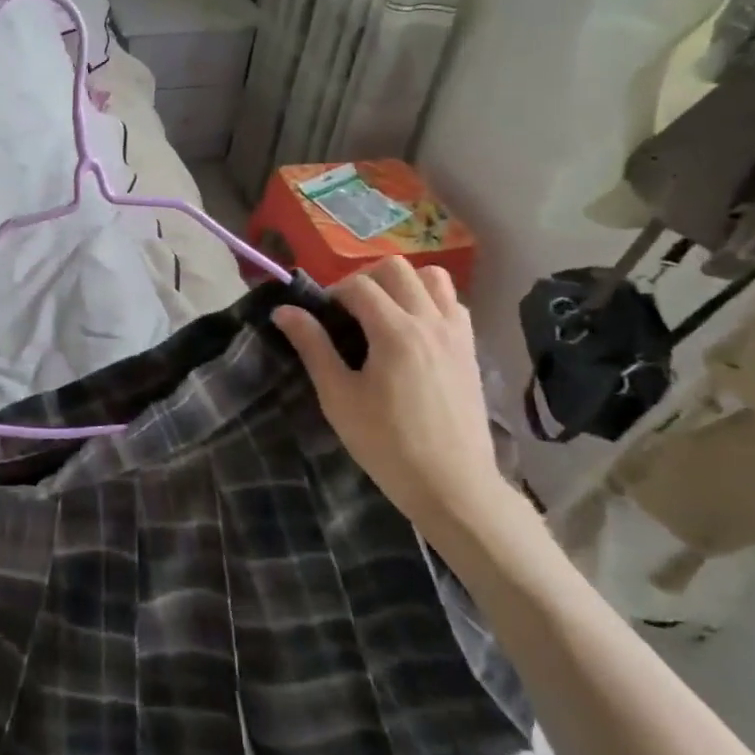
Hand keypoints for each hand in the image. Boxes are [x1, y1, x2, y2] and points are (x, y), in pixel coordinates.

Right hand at [273, 258, 515, 542]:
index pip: (359, 285)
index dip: (333, 293)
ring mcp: (457, 334)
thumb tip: (284, 310)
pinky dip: (431, 303)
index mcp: (395, 331)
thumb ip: (312, 346)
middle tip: (350, 312)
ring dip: (404, 285)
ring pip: (433, 278)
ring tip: (385, 315)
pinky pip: (453, 305)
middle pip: (397, 269)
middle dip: (367, 280)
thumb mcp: (338, 397)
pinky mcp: (471, 351)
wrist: (453, 486)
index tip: (321, 318)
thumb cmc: (387, 444)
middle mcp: (430, 321)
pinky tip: (414, 334)